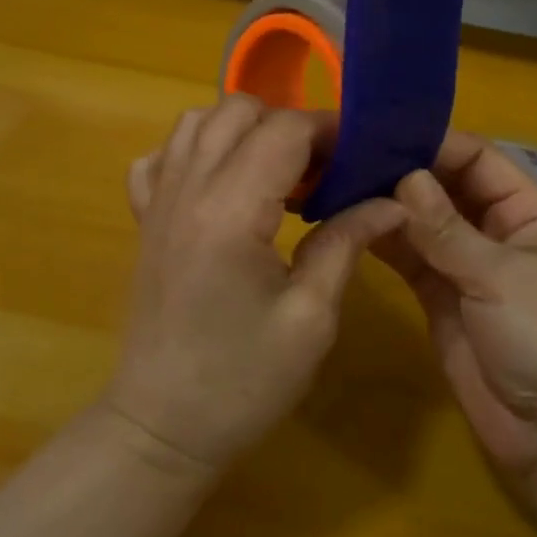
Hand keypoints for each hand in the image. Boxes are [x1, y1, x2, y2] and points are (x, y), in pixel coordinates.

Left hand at [108, 95, 404, 475]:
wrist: (161, 427)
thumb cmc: (242, 383)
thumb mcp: (310, 318)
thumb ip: (345, 244)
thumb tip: (392, 202)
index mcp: (230, 211)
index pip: (284, 130)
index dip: (330, 131)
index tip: (362, 154)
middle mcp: (187, 190)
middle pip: (236, 110)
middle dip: (288, 124)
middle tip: (322, 169)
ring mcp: (157, 203)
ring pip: (195, 123)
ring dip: (242, 129)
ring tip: (277, 172)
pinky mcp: (144, 221)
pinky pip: (160, 158)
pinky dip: (193, 151)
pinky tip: (220, 184)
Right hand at [376, 132, 536, 482]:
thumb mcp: (502, 276)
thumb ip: (448, 230)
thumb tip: (406, 177)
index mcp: (528, 212)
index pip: (479, 159)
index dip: (436, 144)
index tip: (383, 132)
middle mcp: (496, 232)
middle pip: (446, 188)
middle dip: (405, 172)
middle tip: (348, 155)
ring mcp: (466, 268)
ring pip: (422, 224)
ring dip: (388, 207)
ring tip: (338, 183)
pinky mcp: (440, 301)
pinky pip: (410, 262)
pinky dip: (384, 244)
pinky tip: (349, 224)